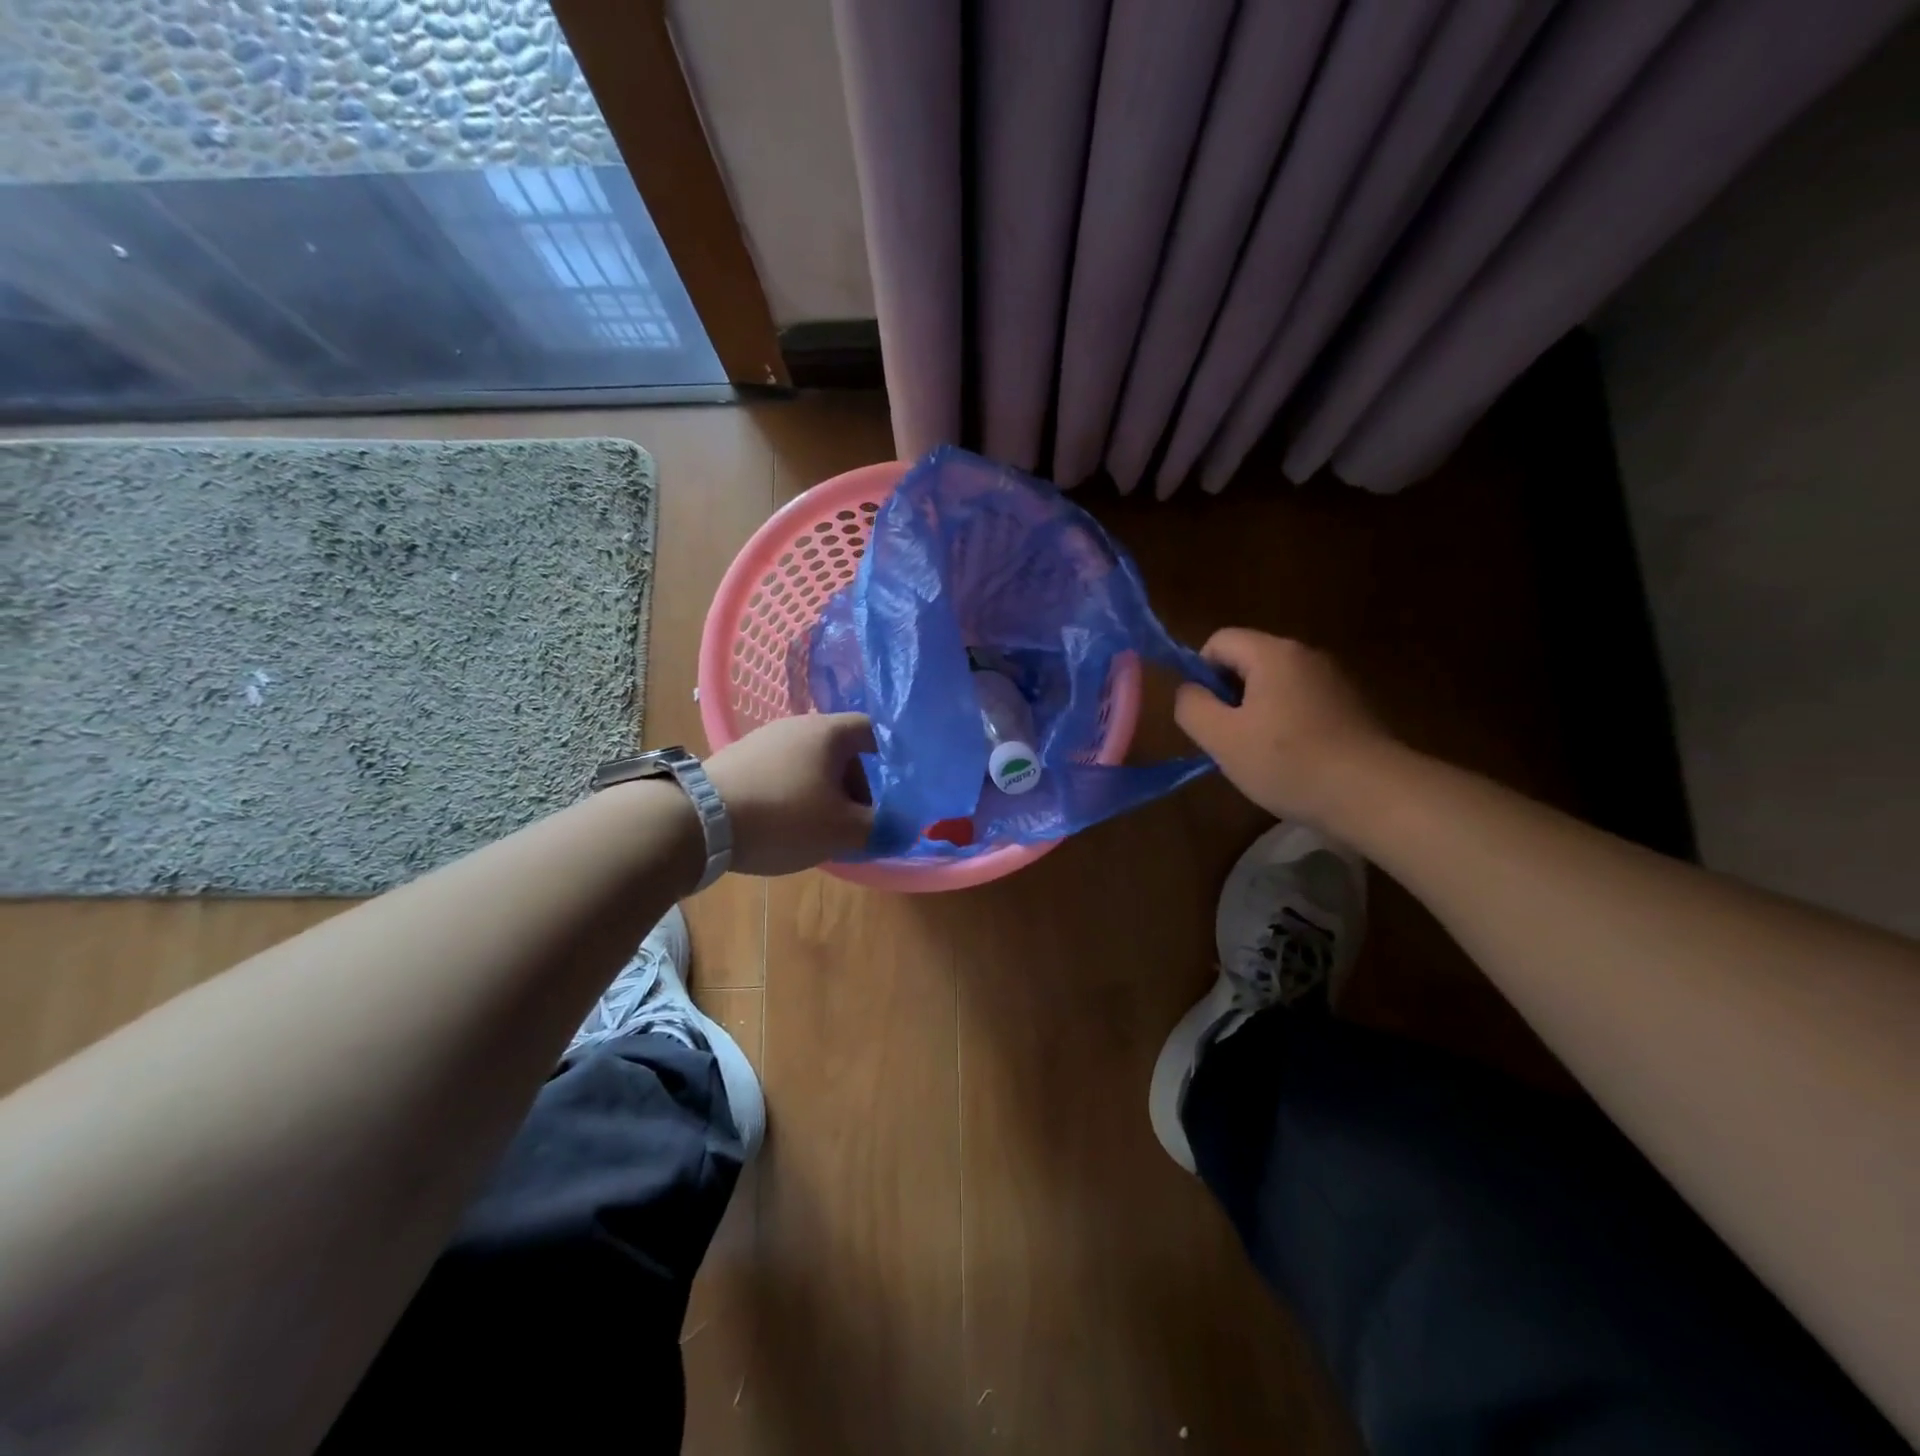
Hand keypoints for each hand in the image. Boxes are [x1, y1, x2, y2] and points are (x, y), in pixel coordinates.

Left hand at [705, 712, 875, 875]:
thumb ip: (879, 827)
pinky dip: (792, 793)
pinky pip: (780, 771)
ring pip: (808, 763)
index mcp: (828, 732)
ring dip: (823, 791)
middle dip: (854, 785)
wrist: (697, 820)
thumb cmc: (783, 816)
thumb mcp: (842, 830)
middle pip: (840, 750)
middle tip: (854, 820)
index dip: (890, 757)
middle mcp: (796, 725)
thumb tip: (902, 826)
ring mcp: (762, 739)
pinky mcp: (736, 758)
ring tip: (818, 827)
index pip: (872, 730)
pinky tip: (782, 823)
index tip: (892, 789)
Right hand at [1174, 629, 1394, 827]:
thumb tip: (1189, 691)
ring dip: (1258, 714)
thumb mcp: (1221, 738)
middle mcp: (1306, 655)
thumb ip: (1191, 706)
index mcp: (1273, 653)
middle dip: (1230, 696)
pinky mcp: (1352, 707)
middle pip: (1248, 661)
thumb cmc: (1287, 761)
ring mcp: (1335, 680)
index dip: (1201, 673)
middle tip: (1229, 740)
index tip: (1207, 715)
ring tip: (1261, 755)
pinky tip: (1293, 761)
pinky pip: (1303, 704)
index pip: (1219, 641)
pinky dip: (1288, 725)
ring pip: (1276, 686)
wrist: (1372, 794)